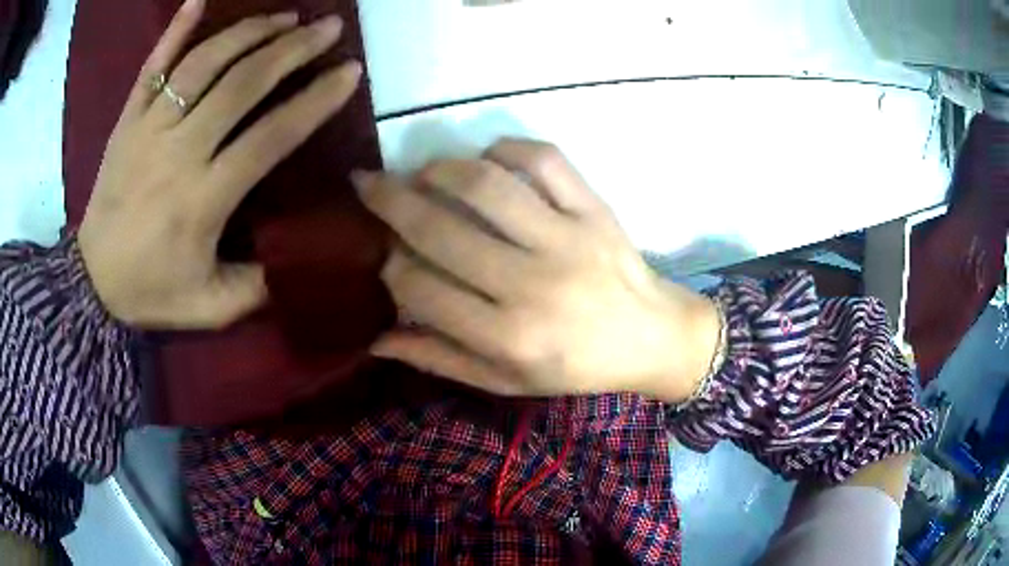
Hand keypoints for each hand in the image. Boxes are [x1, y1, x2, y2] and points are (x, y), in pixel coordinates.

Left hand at [78, 0, 361, 328]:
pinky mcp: (127, 119)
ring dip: (249, 32)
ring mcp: (148, 128)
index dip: (314, 100)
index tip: (349, 72)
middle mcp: (178, 151)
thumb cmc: (151, 292)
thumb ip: (257, 286)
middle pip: (241, 84)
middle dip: (292, 50)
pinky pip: (153, 66)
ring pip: (203, 63)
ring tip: (285, 16)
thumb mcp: (211, 307)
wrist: (91, 283)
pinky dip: (176, 29)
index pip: (270, 136)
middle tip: (328, 27)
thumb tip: (301, 253)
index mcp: (203, 198)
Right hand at [354, 140, 721, 399]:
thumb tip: (374, 338)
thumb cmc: (574, 366)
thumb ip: (440, 359)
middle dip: (389, 199)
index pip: (419, 286)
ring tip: (420, 172)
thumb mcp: (505, 381)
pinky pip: (543, 159)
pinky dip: (505, 148)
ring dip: (439, 168)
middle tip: (366, 182)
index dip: (388, 264)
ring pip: (485, 185)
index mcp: (508, 336)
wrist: (651, 337)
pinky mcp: (594, 208)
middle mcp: (532, 283)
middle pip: (440, 227)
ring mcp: (568, 238)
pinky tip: (487, 159)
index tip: (382, 252)